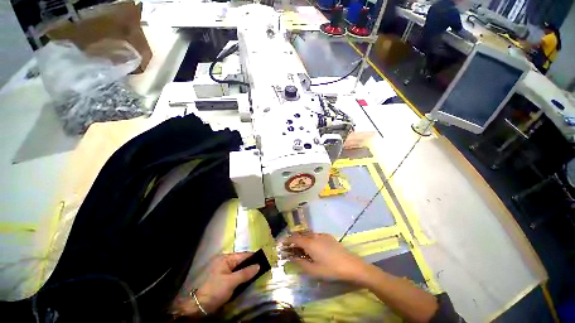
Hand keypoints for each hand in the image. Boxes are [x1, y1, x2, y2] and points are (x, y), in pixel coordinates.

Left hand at [173, 253, 258, 315]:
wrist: (200, 306)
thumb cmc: (215, 290)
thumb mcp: (231, 282)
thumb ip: (246, 273)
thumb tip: (258, 266)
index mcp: (225, 258)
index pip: (243, 255)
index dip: (253, 257)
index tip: (264, 259)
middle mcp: (225, 261)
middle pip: (241, 261)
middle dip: (251, 264)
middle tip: (262, 267)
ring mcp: (223, 270)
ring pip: (239, 268)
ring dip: (247, 271)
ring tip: (258, 272)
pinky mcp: (223, 278)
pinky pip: (236, 274)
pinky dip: (242, 276)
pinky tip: (248, 279)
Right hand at [283, 233, 367, 282]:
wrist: (350, 265)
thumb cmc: (330, 269)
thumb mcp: (314, 270)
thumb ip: (300, 263)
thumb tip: (291, 259)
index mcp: (309, 243)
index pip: (294, 238)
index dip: (287, 240)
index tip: (282, 244)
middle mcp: (314, 235)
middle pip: (301, 235)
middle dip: (294, 241)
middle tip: (291, 248)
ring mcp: (322, 235)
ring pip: (308, 235)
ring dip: (303, 240)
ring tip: (301, 248)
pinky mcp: (328, 236)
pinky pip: (316, 236)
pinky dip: (311, 239)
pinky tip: (313, 247)